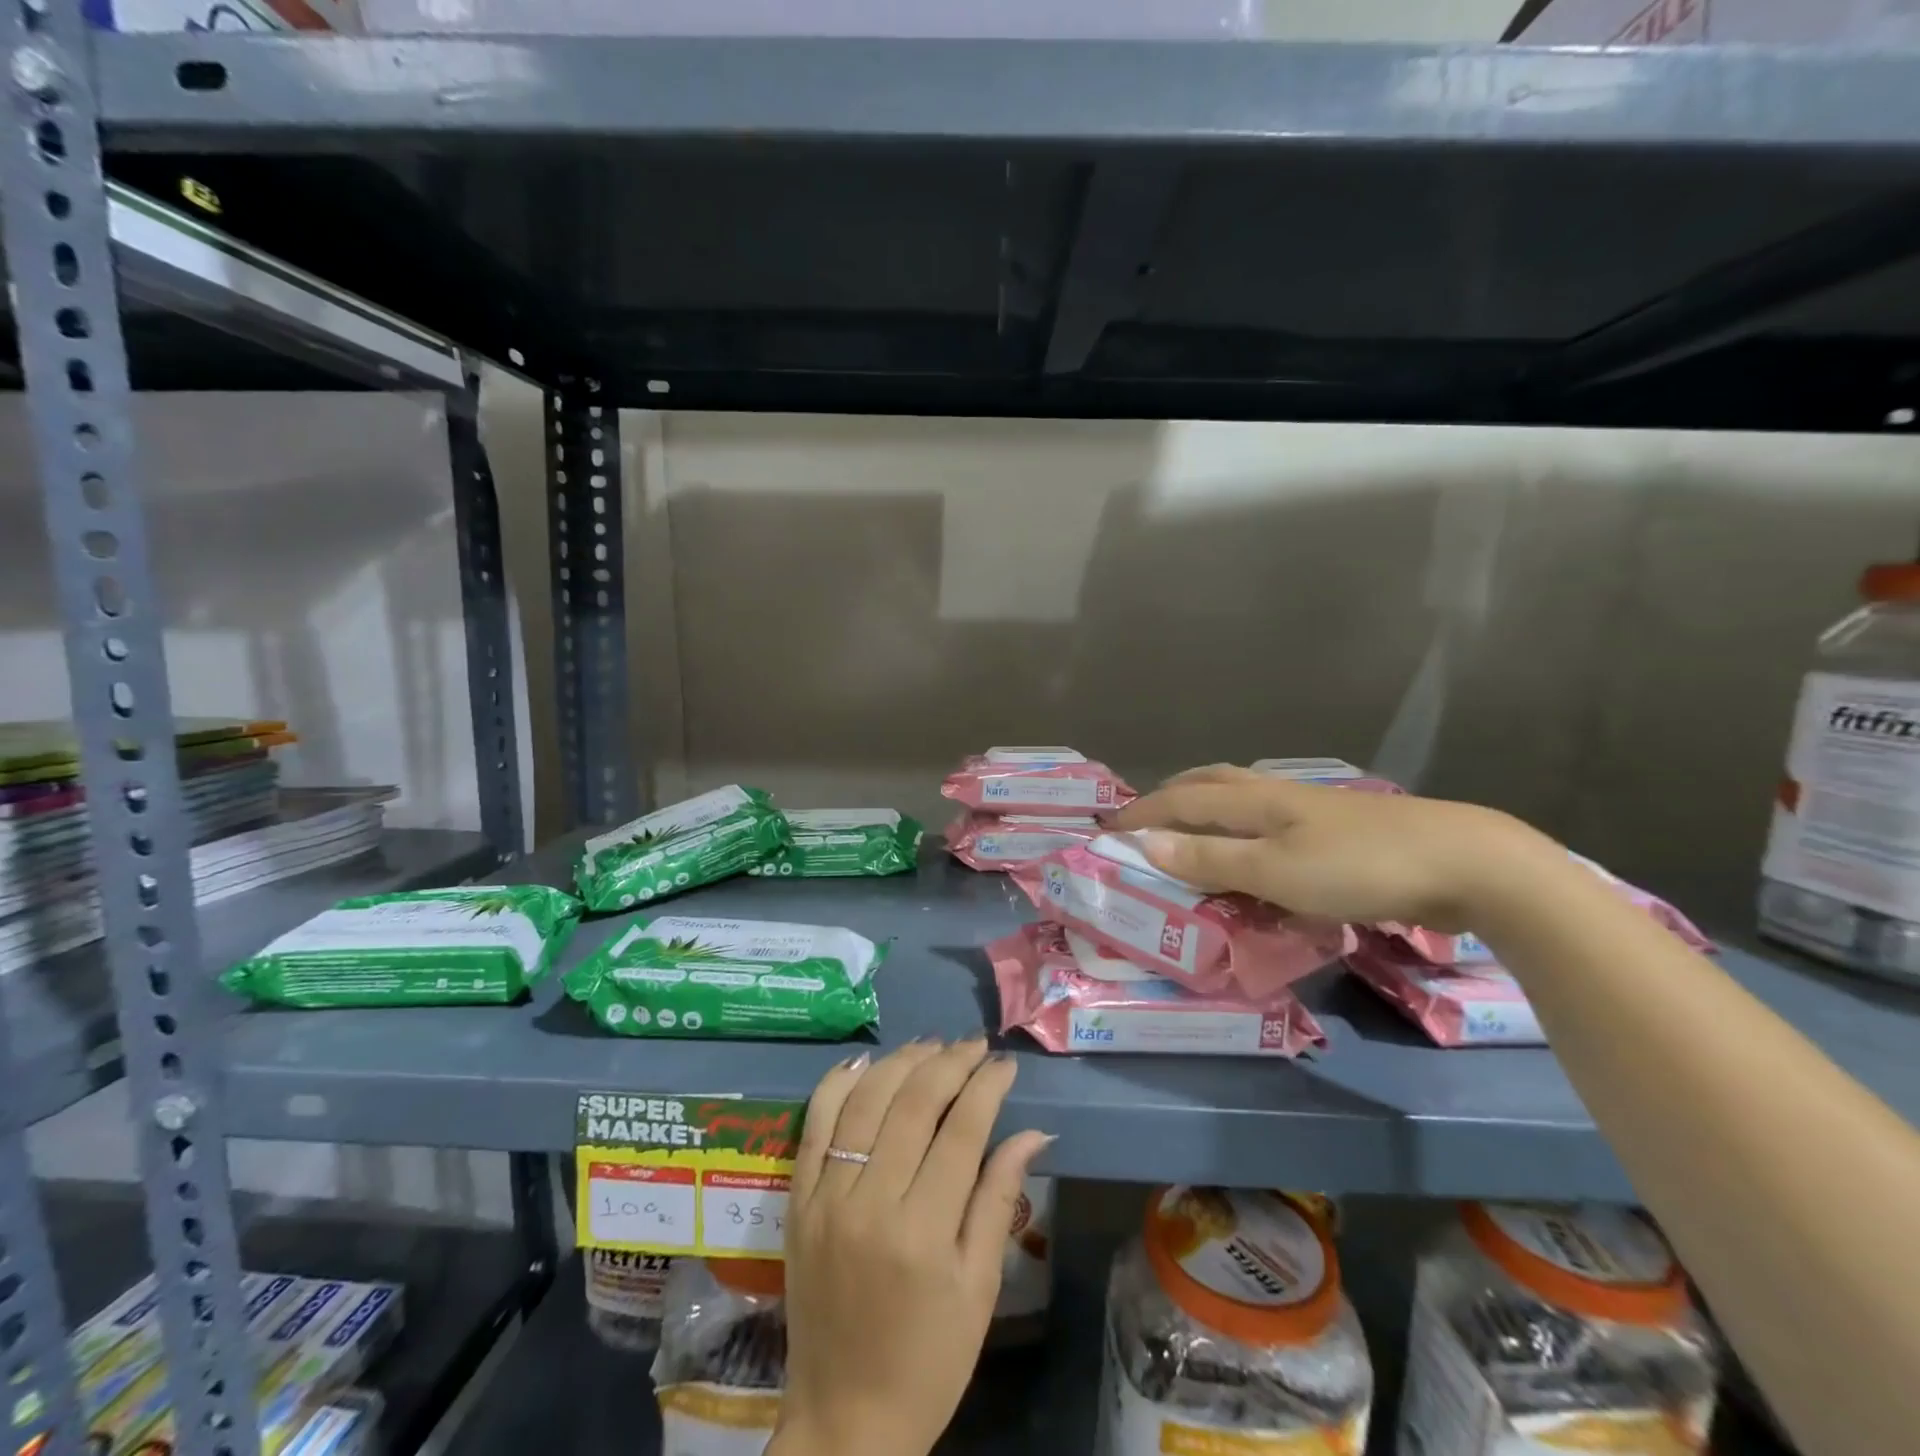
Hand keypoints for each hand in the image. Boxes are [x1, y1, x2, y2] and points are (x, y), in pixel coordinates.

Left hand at [771, 1038, 1051, 1455]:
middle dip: (949, 1062)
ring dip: (901, 1062)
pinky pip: (814, 1124)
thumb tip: (1034, 1132)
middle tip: (974, 1044)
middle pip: (912, 1104)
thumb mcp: (979, 1288)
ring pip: (865, 1101)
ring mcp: (826, 1198)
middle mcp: (870, 1204)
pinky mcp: (797, 1200)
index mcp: (923, 1233)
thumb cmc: (929, 1362)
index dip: (987, 1087)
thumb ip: (1000, 1199)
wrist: (844, 1422)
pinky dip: (838, 1083)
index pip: (961, 1131)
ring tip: (932, 1045)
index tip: (1005, 1063)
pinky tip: (865, 1062)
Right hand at [1108, 764, 1554, 929]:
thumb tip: (1146, 843)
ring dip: (1206, 806)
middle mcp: (1278, 795)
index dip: (1142, 813)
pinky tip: (1255, 848)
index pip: (1182, 799)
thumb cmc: (1360, 867)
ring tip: (1189, 827)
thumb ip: (1211, 858)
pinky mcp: (1340, 830)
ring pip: (1243, 797)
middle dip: (1171, 796)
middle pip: (1211, 782)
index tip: (1108, 830)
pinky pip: (1270, 821)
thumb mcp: (1276, 871)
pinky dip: (1242, 828)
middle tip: (1143, 818)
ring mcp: (1312, 810)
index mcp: (1257, 801)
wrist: (1466, 863)